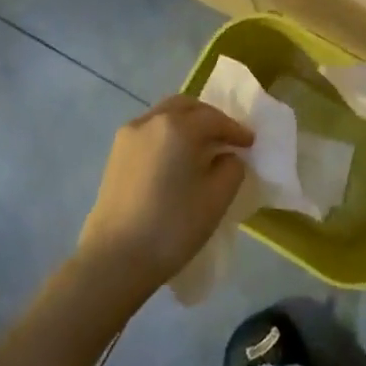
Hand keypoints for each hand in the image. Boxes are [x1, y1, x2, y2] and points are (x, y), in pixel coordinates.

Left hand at [77, 96, 252, 299]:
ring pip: (164, 116)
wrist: (114, 259)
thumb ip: (231, 168)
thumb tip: (226, 157)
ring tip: (202, 148)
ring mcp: (128, 136)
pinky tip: (176, 160)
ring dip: (186, 124)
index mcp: (178, 127)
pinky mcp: (115, 155)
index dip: (236, 130)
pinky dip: (168, 136)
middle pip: (186, 107)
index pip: (215, 119)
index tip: (250, 143)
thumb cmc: (172, 226)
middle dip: (209, 118)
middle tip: (226, 138)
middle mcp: (150, 121)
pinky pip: (149, 132)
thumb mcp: (217, 198)